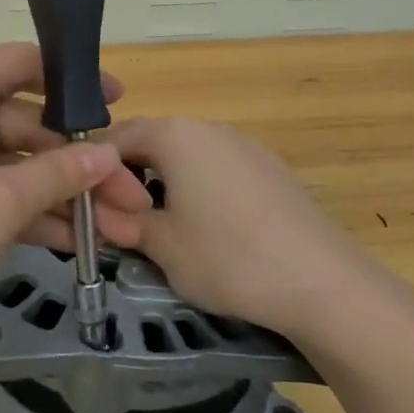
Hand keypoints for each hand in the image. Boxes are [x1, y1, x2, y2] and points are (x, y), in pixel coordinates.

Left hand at [0, 44, 152, 352]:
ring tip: (120, 230)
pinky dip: (32, 212)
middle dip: (80, 162)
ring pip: (17, 162)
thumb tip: (109, 155)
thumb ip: (57, 174)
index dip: (73, 80)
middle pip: (28, 123)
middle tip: (133, 196)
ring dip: (63, 194)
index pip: (22, 62)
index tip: (119, 102)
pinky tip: (77, 242)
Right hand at [109, 117, 396, 345]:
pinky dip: (200, 191)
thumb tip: (101, 214)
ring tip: (166, 229)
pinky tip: (211, 231)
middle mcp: (209, 128)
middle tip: (123, 221)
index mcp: (175, 135)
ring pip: (187, 157)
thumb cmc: (227, 257)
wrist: (323, 284)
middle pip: (153, 142)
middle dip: (131, 177)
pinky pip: (219, 169)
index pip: (117, 137)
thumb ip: (123, 222)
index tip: (90, 207)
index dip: (96, 170)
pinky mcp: (272, 170)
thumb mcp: (160, 245)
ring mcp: (246, 146)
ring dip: (166, 184)